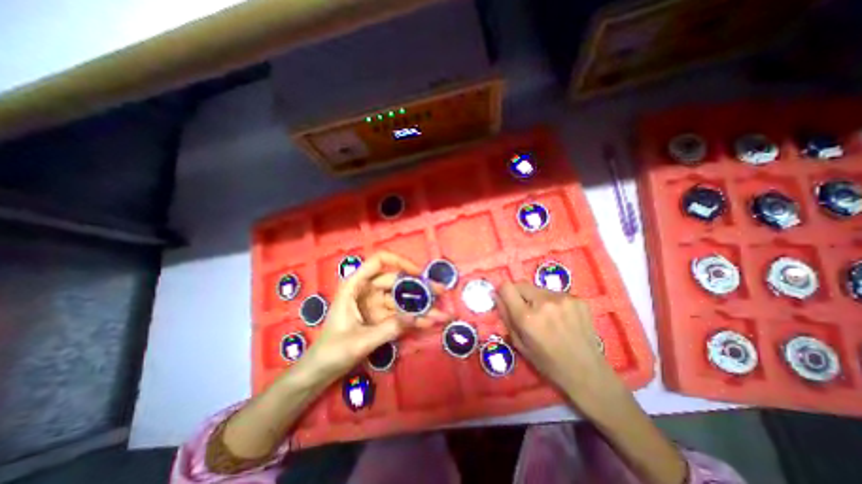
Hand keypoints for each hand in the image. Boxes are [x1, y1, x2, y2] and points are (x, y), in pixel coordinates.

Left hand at [301, 251, 452, 382]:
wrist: (321, 372)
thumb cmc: (332, 352)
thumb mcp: (360, 341)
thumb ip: (389, 328)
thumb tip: (416, 316)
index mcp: (355, 286)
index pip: (379, 262)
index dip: (400, 262)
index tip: (419, 273)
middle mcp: (367, 290)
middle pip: (397, 281)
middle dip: (419, 287)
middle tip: (441, 292)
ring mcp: (376, 304)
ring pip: (403, 299)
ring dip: (421, 306)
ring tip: (443, 312)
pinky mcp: (382, 317)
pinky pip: (402, 314)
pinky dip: (415, 319)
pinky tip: (431, 322)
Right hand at [496, 284, 622, 407]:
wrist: (588, 372)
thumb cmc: (548, 363)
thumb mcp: (519, 344)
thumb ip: (506, 317)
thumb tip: (496, 295)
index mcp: (527, 317)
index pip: (506, 287)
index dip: (503, 291)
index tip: (505, 298)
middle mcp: (544, 302)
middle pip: (521, 284)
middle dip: (519, 295)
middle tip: (526, 310)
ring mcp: (564, 299)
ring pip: (539, 289)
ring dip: (537, 298)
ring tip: (547, 316)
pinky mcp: (578, 299)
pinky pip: (556, 294)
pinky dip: (553, 302)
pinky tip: (562, 318)